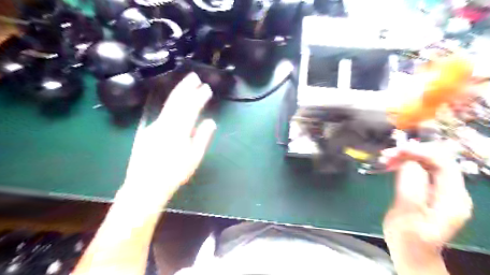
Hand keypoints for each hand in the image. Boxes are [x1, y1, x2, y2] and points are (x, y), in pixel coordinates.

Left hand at [121, 72, 214, 202]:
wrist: (145, 186)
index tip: (207, 88)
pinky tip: (176, 107)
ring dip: (178, 93)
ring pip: (168, 105)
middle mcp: (164, 123)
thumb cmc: (174, 173)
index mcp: (178, 130)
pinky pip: (162, 114)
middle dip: (185, 86)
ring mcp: (153, 126)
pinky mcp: (147, 130)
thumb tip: (210, 121)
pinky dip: (171, 106)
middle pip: (176, 100)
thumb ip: (202, 137)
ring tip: (186, 86)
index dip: (199, 96)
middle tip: (194, 76)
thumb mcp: (194, 157)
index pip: (190, 107)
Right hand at [382, 142, 469, 274]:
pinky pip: (420, 170)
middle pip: (436, 160)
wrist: (411, 253)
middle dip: (412, 153)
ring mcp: (442, 191)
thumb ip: (411, 188)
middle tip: (387, 155)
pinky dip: (405, 164)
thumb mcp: (408, 215)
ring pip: (427, 163)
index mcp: (453, 199)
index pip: (443, 163)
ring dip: (406, 157)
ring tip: (386, 158)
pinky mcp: (429, 191)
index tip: (397, 150)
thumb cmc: (408, 238)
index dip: (421, 151)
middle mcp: (452, 192)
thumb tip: (409, 162)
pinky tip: (392, 164)